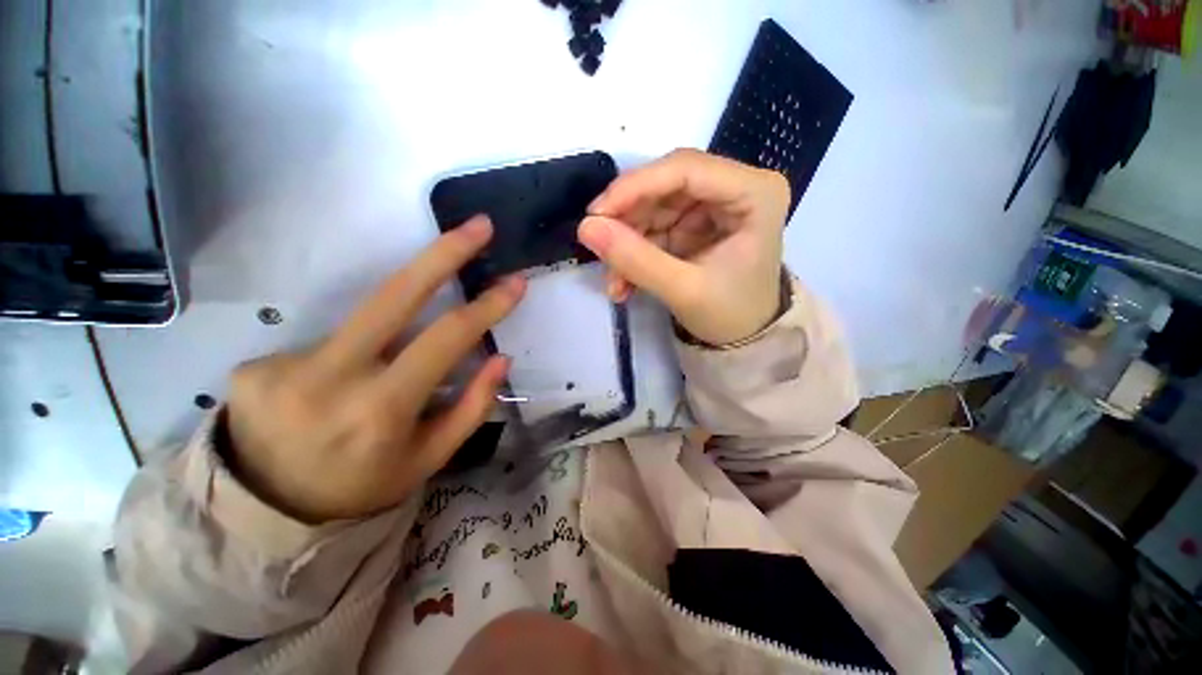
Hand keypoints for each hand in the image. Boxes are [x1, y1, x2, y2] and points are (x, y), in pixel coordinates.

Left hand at [224, 217, 525, 523]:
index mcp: (380, 411)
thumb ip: (471, 407)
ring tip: (383, 379)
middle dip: (443, 253)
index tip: (514, 282)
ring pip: (365, 324)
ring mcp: (283, 365)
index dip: (486, 306)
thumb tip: (500, 357)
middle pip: (394, 294)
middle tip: (478, 226)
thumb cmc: (364, 488)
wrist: (266, 515)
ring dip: (393, 334)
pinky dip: (351, 358)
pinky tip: (336, 392)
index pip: (445, 339)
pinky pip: (331, 344)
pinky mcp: (255, 363)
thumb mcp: (430, 459)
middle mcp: (328, 379)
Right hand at [578, 149, 789, 345]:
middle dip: (628, 220)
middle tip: (598, 247)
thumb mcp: (684, 292)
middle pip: (665, 185)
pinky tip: (624, 284)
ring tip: (614, 282)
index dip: (635, 186)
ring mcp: (712, 204)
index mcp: (755, 192)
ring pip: (653, 207)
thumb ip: (636, 260)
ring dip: (627, 243)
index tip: (596, 214)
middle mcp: (735, 187)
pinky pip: (654, 227)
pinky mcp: (694, 223)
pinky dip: (634, 253)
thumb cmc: (730, 316)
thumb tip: (585, 228)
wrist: (744, 339)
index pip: (686, 169)